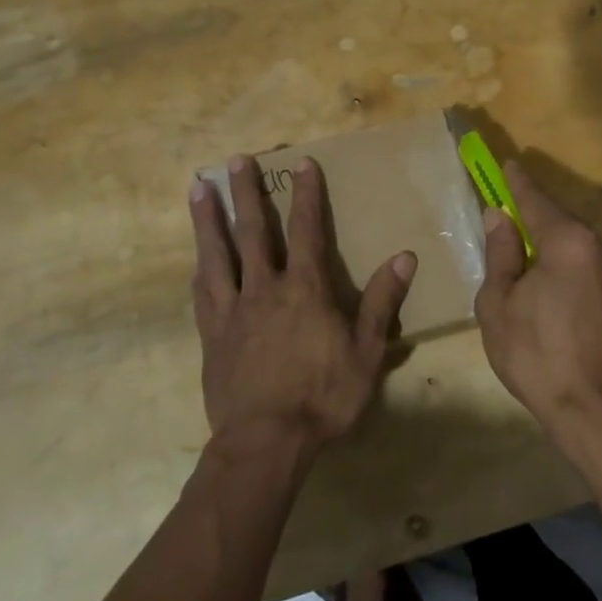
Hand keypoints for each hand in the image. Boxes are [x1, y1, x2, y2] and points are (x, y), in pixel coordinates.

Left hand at [189, 155, 415, 454]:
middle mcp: (265, 289)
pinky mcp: (213, 334)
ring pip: (218, 254)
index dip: (307, 196)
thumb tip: (405, 256)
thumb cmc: (323, 397)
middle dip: (247, 193)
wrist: (266, 441)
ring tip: (198, 188)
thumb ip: (382, 302)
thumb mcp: (366, 352)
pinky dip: (201, 268)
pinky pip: (204, 292)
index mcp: (304, 290)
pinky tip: (196, 258)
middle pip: (254, 232)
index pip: (307, 231)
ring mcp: (233, 310)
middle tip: (235, 159)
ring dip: (209, 219)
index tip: (301, 164)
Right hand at [475, 161, 601, 451]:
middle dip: (533, 215)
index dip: (516, 182)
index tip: (506, 164)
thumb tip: (499, 217)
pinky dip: (567, 263)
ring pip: (576, 244)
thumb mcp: (499, 303)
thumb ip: (501, 253)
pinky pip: (588, 264)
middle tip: (507, 215)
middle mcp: (601, 246)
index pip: (536, 200)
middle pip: (559, 220)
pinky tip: (548, 281)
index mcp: (568, 241)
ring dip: (550, 243)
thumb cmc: (536, 355)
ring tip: (523, 255)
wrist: (596, 410)